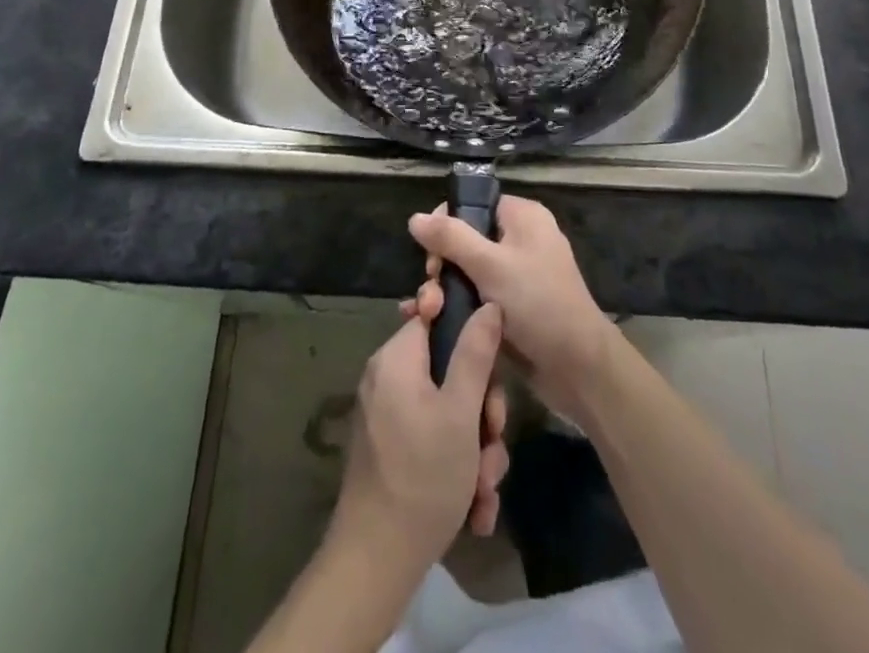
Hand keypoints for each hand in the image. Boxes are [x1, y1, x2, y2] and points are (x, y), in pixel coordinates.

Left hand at [330, 303, 509, 579]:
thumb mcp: (461, 412)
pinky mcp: (393, 449)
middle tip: (493, 441)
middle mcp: (388, 378)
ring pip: (449, 411)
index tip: (492, 367)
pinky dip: (457, 466)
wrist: (376, 564)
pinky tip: (476, 508)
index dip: (470, 334)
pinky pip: (434, 439)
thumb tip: (487, 304)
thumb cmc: (423, 476)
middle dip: (482, 411)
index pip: (436, 316)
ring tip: (485, 489)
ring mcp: (389, 416)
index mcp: (397, 358)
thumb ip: (475, 353)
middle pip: (449, 369)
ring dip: (476, 448)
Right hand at [408, 196, 612, 422]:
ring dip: (444, 290)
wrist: (578, 368)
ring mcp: (517, 276)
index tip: (432, 257)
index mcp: (523, 217)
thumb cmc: (537, 303)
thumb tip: (414, 217)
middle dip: (441, 265)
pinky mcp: (512, 308)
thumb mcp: (490, 265)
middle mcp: (521, 240)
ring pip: (467, 272)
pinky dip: (456, 307)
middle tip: (432, 292)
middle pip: (466, 239)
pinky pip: (477, 296)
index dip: (446, 225)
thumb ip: (450, 238)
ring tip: (427, 313)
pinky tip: (431, 324)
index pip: (473, 205)